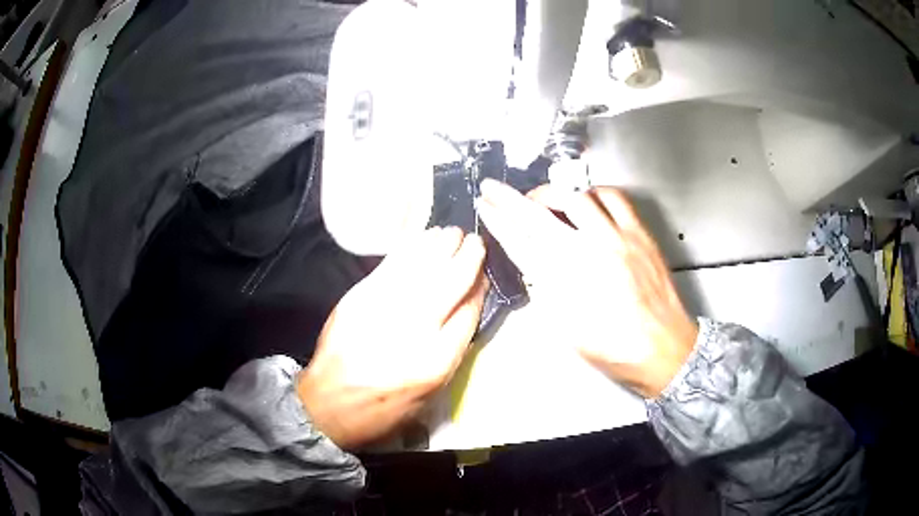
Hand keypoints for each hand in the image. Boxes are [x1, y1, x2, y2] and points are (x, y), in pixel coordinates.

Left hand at [297, 227, 486, 449]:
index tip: (484, 275)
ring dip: (441, 245)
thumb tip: (465, 309)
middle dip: (467, 258)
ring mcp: (384, 309)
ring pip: (422, 268)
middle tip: (475, 242)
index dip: (480, 289)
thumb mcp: (429, 394)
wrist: (328, 405)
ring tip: (452, 233)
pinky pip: (392, 264)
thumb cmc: (384, 408)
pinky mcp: (359, 297)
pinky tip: (422, 237)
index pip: (468, 313)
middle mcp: (414, 331)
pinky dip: (410, 248)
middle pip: (450, 283)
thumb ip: (451, 351)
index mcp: (436, 362)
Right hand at [476, 179, 696, 397]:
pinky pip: (613, 197)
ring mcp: (616, 239)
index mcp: (565, 283)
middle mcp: (588, 253)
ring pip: (575, 198)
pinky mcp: (639, 234)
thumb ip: (546, 292)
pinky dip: (594, 193)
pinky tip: (588, 200)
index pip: (520, 242)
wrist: (663, 349)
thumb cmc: (614, 348)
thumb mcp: (567, 330)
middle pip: (538, 215)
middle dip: (509, 198)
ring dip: (551, 194)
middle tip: (495, 189)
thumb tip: (534, 265)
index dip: (498, 220)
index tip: (485, 206)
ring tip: (542, 199)